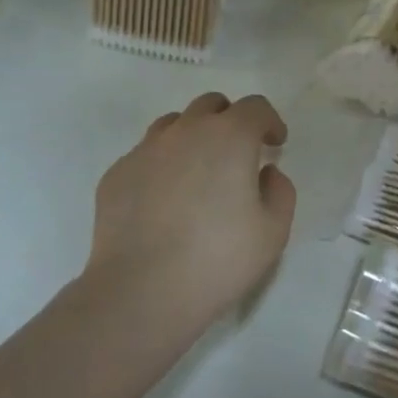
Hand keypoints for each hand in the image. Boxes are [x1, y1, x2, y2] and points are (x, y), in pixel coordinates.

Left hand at [87, 93, 295, 332]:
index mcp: (230, 136)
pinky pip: (145, 155)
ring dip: (193, 136)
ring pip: (174, 124)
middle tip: (237, 153)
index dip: (269, 121)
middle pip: (211, 105)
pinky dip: (162, 165)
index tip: (274, 143)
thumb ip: (280, 191)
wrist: (141, 292)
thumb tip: (265, 172)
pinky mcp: (117, 174)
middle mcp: (186, 131)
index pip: (255, 107)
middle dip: (230, 120)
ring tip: (198, 172)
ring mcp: (146, 149)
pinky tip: (164, 200)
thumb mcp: (273, 231)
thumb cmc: (218, 260)